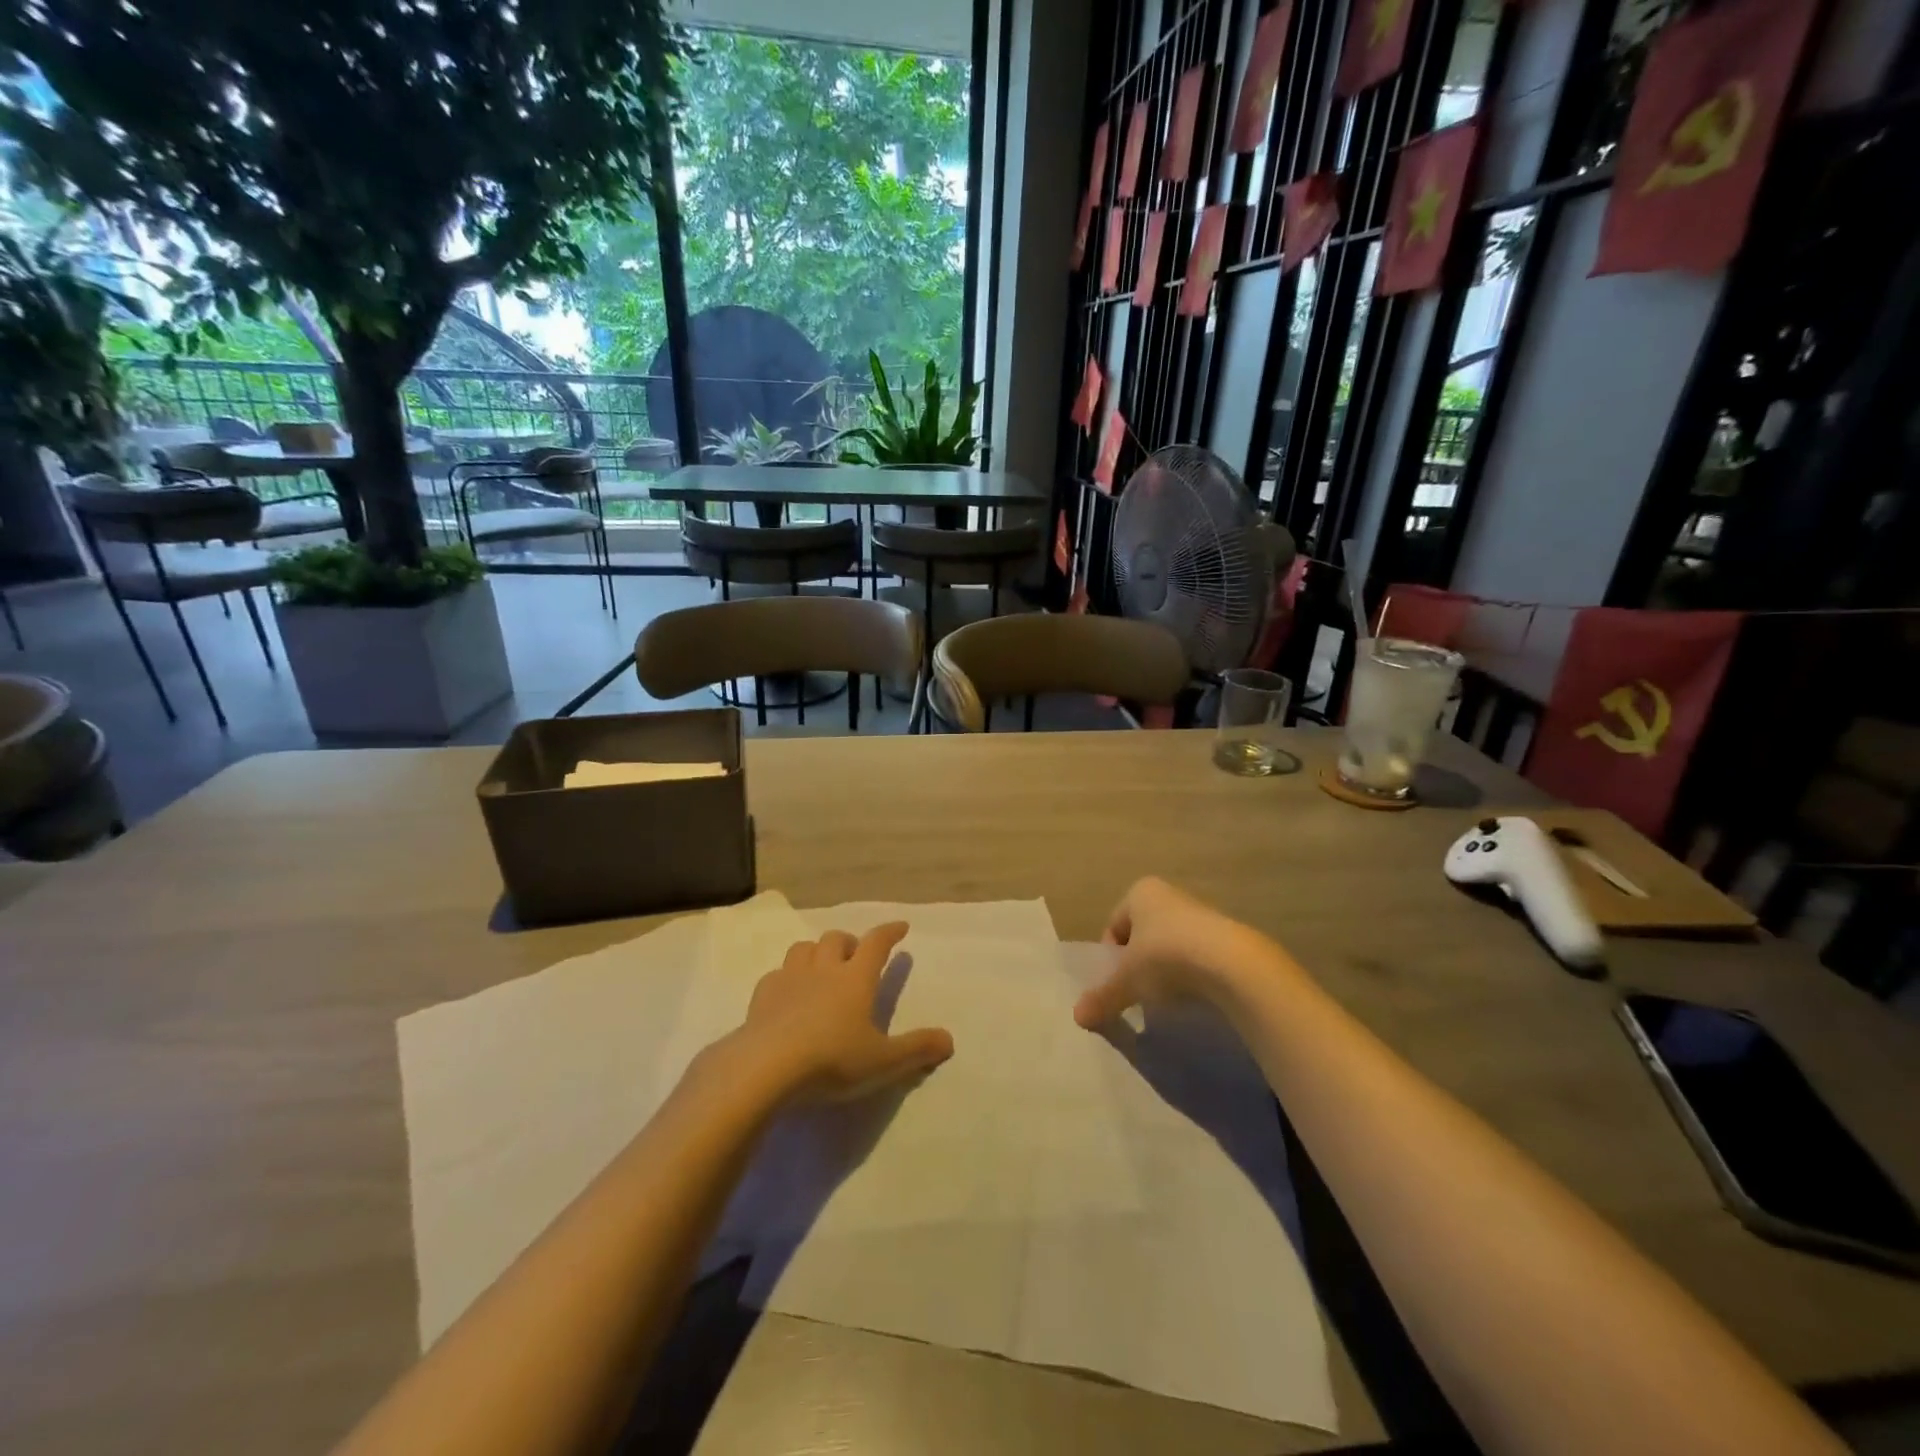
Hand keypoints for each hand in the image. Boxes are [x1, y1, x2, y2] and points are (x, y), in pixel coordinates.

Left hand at [737, 923, 953, 1103]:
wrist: (766, 1067)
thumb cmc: (832, 1059)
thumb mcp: (883, 1061)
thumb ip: (917, 1050)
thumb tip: (949, 1040)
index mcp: (856, 978)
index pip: (876, 943)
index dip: (890, 932)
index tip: (900, 927)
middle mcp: (823, 970)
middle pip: (835, 939)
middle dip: (848, 942)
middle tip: (855, 957)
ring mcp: (789, 979)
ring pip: (803, 949)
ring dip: (815, 952)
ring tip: (821, 969)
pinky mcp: (762, 996)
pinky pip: (776, 974)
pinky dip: (786, 978)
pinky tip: (788, 995)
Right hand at [1074, 877, 1257, 1027]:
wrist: (1232, 964)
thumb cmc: (1166, 957)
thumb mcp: (1127, 981)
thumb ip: (1102, 997)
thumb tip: (1078, 1017)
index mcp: (1140, 893)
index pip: (1114, 927)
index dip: (1111, 958)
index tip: (1118, 984)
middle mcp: (1168, 895)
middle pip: (1142, 935)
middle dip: (1138, 964)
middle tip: (1139, 992)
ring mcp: (1200, 913)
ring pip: (1169, 946)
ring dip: (1165, 970)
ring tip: (1167, 998)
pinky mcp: (1225, 935)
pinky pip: (1196, 956)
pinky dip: (1190, 975)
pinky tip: (1193, 995)